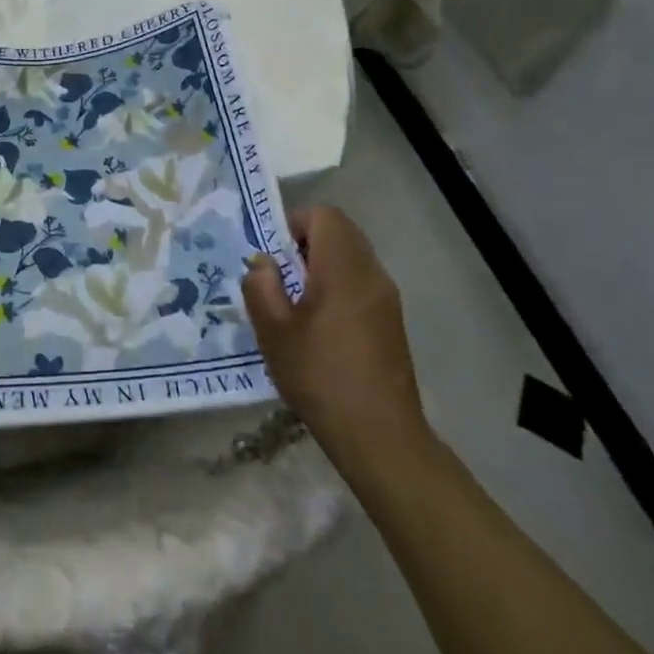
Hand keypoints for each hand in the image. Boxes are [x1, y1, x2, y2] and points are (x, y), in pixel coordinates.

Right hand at [242, 207, 431, 480]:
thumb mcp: (273, 331)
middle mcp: (372, 274)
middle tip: (281, 276)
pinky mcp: (392, 322)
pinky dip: (338, 287)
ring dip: (322, 266)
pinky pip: (361, 283)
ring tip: (296, 303)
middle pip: (341, 233)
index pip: (324, 216)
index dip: (295, 223)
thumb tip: (263, 262)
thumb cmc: (321, 376)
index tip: (275, 254)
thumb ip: (261, 286)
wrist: (380, 437)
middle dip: (306, 244)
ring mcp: (387, 299)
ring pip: (352, 258)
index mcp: (344, 268)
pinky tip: (320, 326)